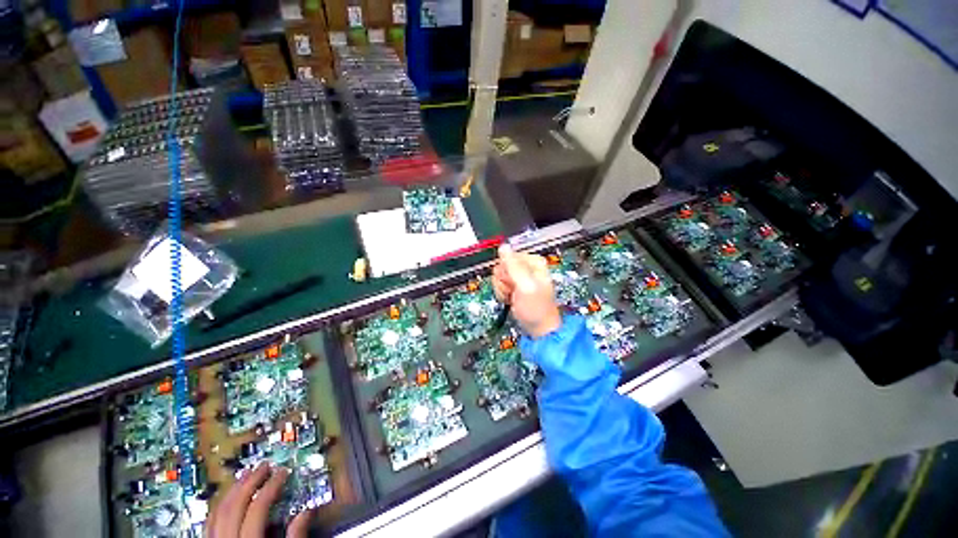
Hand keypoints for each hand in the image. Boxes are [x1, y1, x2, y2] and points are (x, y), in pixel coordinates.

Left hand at [206, 463, 312, 537]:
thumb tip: (307, 511)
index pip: (257, 508)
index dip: (271, 486)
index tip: (283, 472)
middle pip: (234, 505)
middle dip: (250, 482)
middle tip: (264, 466)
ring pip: (217, 512)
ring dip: (232, 490)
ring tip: (246, 476)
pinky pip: (208, 524)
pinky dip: (219, 507)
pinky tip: (227, 500)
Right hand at [492, 245, 561, 337]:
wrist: (539, 329)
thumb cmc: (535, 308)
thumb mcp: (525, 286)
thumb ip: (513, 266)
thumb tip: (503, 246)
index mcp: (533, 261)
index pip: (507, 257)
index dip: (507, 271)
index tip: (513, 284)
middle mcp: (526, 266)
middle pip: (501, 266)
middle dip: (503, 281)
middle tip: (513, 292)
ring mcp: (519, 276)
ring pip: (498, 276)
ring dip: (502, 289)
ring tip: (513, 298)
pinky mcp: (514, 286)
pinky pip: (499, 284)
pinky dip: (502, 294)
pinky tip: (510, 300)